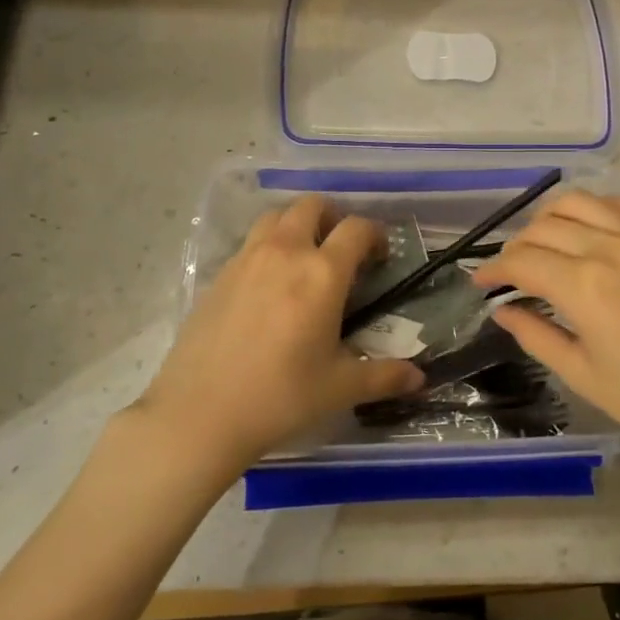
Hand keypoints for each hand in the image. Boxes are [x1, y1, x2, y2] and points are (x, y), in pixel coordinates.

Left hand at [137, 195, 421, 471]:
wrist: (200, 413)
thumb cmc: (280, 397)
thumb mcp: (339, 388)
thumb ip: (384, 377)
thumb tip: (419, 379)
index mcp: (322, 273)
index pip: (356, 229)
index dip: (375, 234)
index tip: (380, 255)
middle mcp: (285, 252)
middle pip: (311, 206)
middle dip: (333, 217)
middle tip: (340, 249)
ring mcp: (246, 259)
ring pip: (275, 217)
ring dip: (296, 224)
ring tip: (304, 257)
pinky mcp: (219, 275)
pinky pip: (250, 243)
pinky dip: (267, 247)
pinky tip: (268, 286)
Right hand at [472, 192, 619, 486]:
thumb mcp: (584, 376)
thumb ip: (536, 336)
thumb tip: (504, 311)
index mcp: (585, 286)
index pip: (523, 262)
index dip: (494, 270)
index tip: (480, 283)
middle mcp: (611, 247)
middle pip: (544, 227)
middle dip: (516, 247)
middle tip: (508, 274)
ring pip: (580, 202)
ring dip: (550, 219)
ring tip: (542, 244)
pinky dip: (593, 211)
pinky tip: (588, 233)